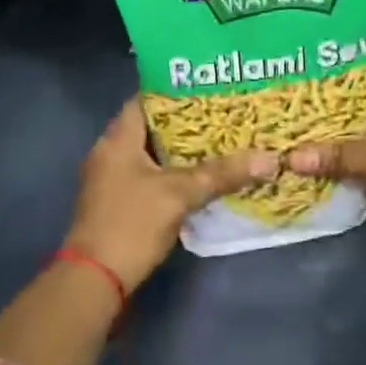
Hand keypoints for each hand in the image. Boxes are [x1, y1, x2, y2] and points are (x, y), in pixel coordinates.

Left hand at [65, 99, 277, 291]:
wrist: (96, 279)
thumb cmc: (131, 224)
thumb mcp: (180, 194)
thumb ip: (222, 174)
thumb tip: (270, 159)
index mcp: (117, 139)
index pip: (145, 98)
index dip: (176, 89)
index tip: (210, 85)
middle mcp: (111, 152)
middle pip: (153, 125)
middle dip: (188, 120)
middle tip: (225, 112)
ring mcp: (113, 179)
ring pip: (154, 152)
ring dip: (183, 148)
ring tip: (222, 139)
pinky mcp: (121, 202)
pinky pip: (152, 174)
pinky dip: (175, 171)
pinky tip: (204, 174)